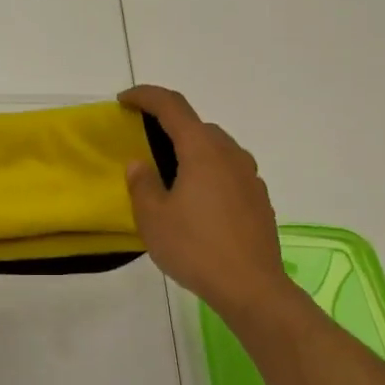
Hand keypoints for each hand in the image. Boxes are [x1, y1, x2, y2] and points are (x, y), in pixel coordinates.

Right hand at [121, 85, 293, 323]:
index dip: (146, 96)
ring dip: (192, 151)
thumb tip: (140, 163)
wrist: (251, 287)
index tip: (124, 100)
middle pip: (197, 127)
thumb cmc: (195, 248)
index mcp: (202, 151)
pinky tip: (199, 203)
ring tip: (171, 176)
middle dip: (169, 126)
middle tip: (145, 144)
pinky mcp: (259, 199)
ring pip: (217, 150)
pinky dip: (209, 174)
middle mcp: (230, 154)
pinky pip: (229, 173)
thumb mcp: (153, 218)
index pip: (172, 106)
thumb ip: (142, 184)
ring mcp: (250, 177)